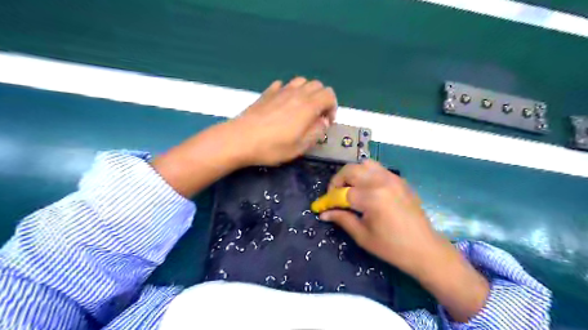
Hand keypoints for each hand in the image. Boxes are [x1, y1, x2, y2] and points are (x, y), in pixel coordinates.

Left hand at [231, 77, 336, 166]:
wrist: (241, 139)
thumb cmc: (273, 146)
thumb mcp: (300, 146)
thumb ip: (316, 131)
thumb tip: (323, 121)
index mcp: (308, 105)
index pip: (329, 95)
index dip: (332, 108)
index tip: (326, 123)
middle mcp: (296, 93)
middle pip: (317, 85)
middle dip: (322, 99)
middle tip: (316, 116)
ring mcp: (280, 90)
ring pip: (301, 82)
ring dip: (307, 93)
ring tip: (301, 109)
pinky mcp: (267, 93)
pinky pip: (283, 85)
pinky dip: (289, 91)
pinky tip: (283, 104)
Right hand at [317, 158, 435, 269]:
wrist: (425, 249)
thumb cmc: (392, 247)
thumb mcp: (362, 236)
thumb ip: (342, 219)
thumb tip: (324, 213)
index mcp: (371, 197)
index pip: (341, 192)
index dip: (328, 199)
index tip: (321, 206)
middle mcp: (381, 182)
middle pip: (350, 170)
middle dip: (337, 181)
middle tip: (335, 196)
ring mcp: (392, 178)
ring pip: (364, 164)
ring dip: (352, 174)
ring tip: (350, 189)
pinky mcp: (399, 180)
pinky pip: (378, 168)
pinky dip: (366, 173)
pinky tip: (367, 189)